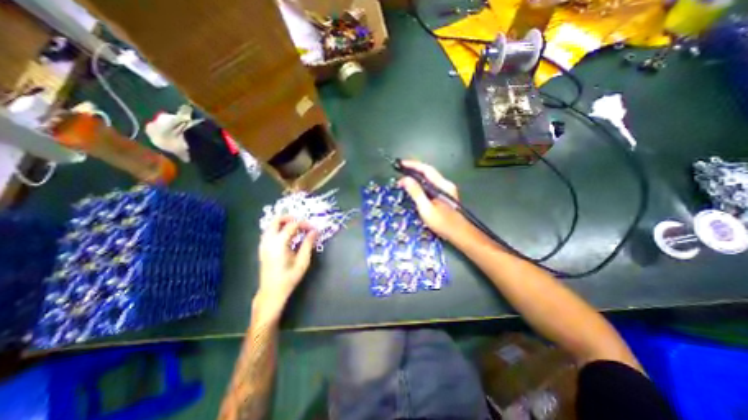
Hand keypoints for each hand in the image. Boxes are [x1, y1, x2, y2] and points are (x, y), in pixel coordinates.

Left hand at [256, 217, 316, 314]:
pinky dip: (279, 229)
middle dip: (290, 218)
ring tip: (297, 228)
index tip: (313, 228)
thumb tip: (314, 231)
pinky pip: (270, 232)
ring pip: (272, 225)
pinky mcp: (262, 248)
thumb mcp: (302, 261)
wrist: (272, 292)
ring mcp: (263, 244)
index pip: (292, 226)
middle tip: (303, 223)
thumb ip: (308, 244)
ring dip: (284, 223)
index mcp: (279, 243)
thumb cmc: (289, 278)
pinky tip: (288, 236)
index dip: (304, 224)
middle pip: (277, 220)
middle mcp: (268, 241)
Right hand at [401, 159, 468, 241]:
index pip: (426, 169)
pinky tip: (414, 187)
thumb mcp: (426, 209)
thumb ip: (416, 193)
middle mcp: (445, 184)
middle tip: (400, 171)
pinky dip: (420, 184)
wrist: (460, 235)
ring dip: (416, 176)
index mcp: (442, 185)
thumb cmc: (443, 224)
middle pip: (428, 172)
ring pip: (429, 178)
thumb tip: (405, 179)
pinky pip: (430, 185)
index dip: (413, 165)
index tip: (401, 163)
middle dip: (413, 170)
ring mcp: (446, 189)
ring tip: (404, 178)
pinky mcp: (444, 195)